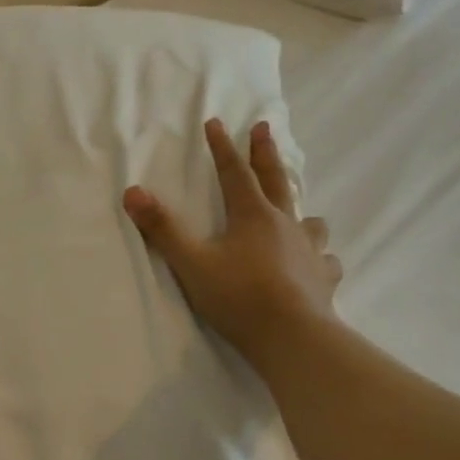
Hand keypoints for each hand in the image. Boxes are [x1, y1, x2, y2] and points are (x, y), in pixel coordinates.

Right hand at [124, 119, 340, 371]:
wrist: (293, 337)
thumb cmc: (239, 297)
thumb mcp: (191, 263)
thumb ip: (163, 229)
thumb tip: (133, 192)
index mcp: (252, 216)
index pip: (234, 172)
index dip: (222, 147)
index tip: (216, 123)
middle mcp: (285, 224)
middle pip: (275, 180)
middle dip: (265, 153)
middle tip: (264, 128)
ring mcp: (309, 251)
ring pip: (310, 221)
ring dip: (302, 211)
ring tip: (301, 213)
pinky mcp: (324, 279)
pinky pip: (326, 260)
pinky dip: (321, 257)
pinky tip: (318, 263)